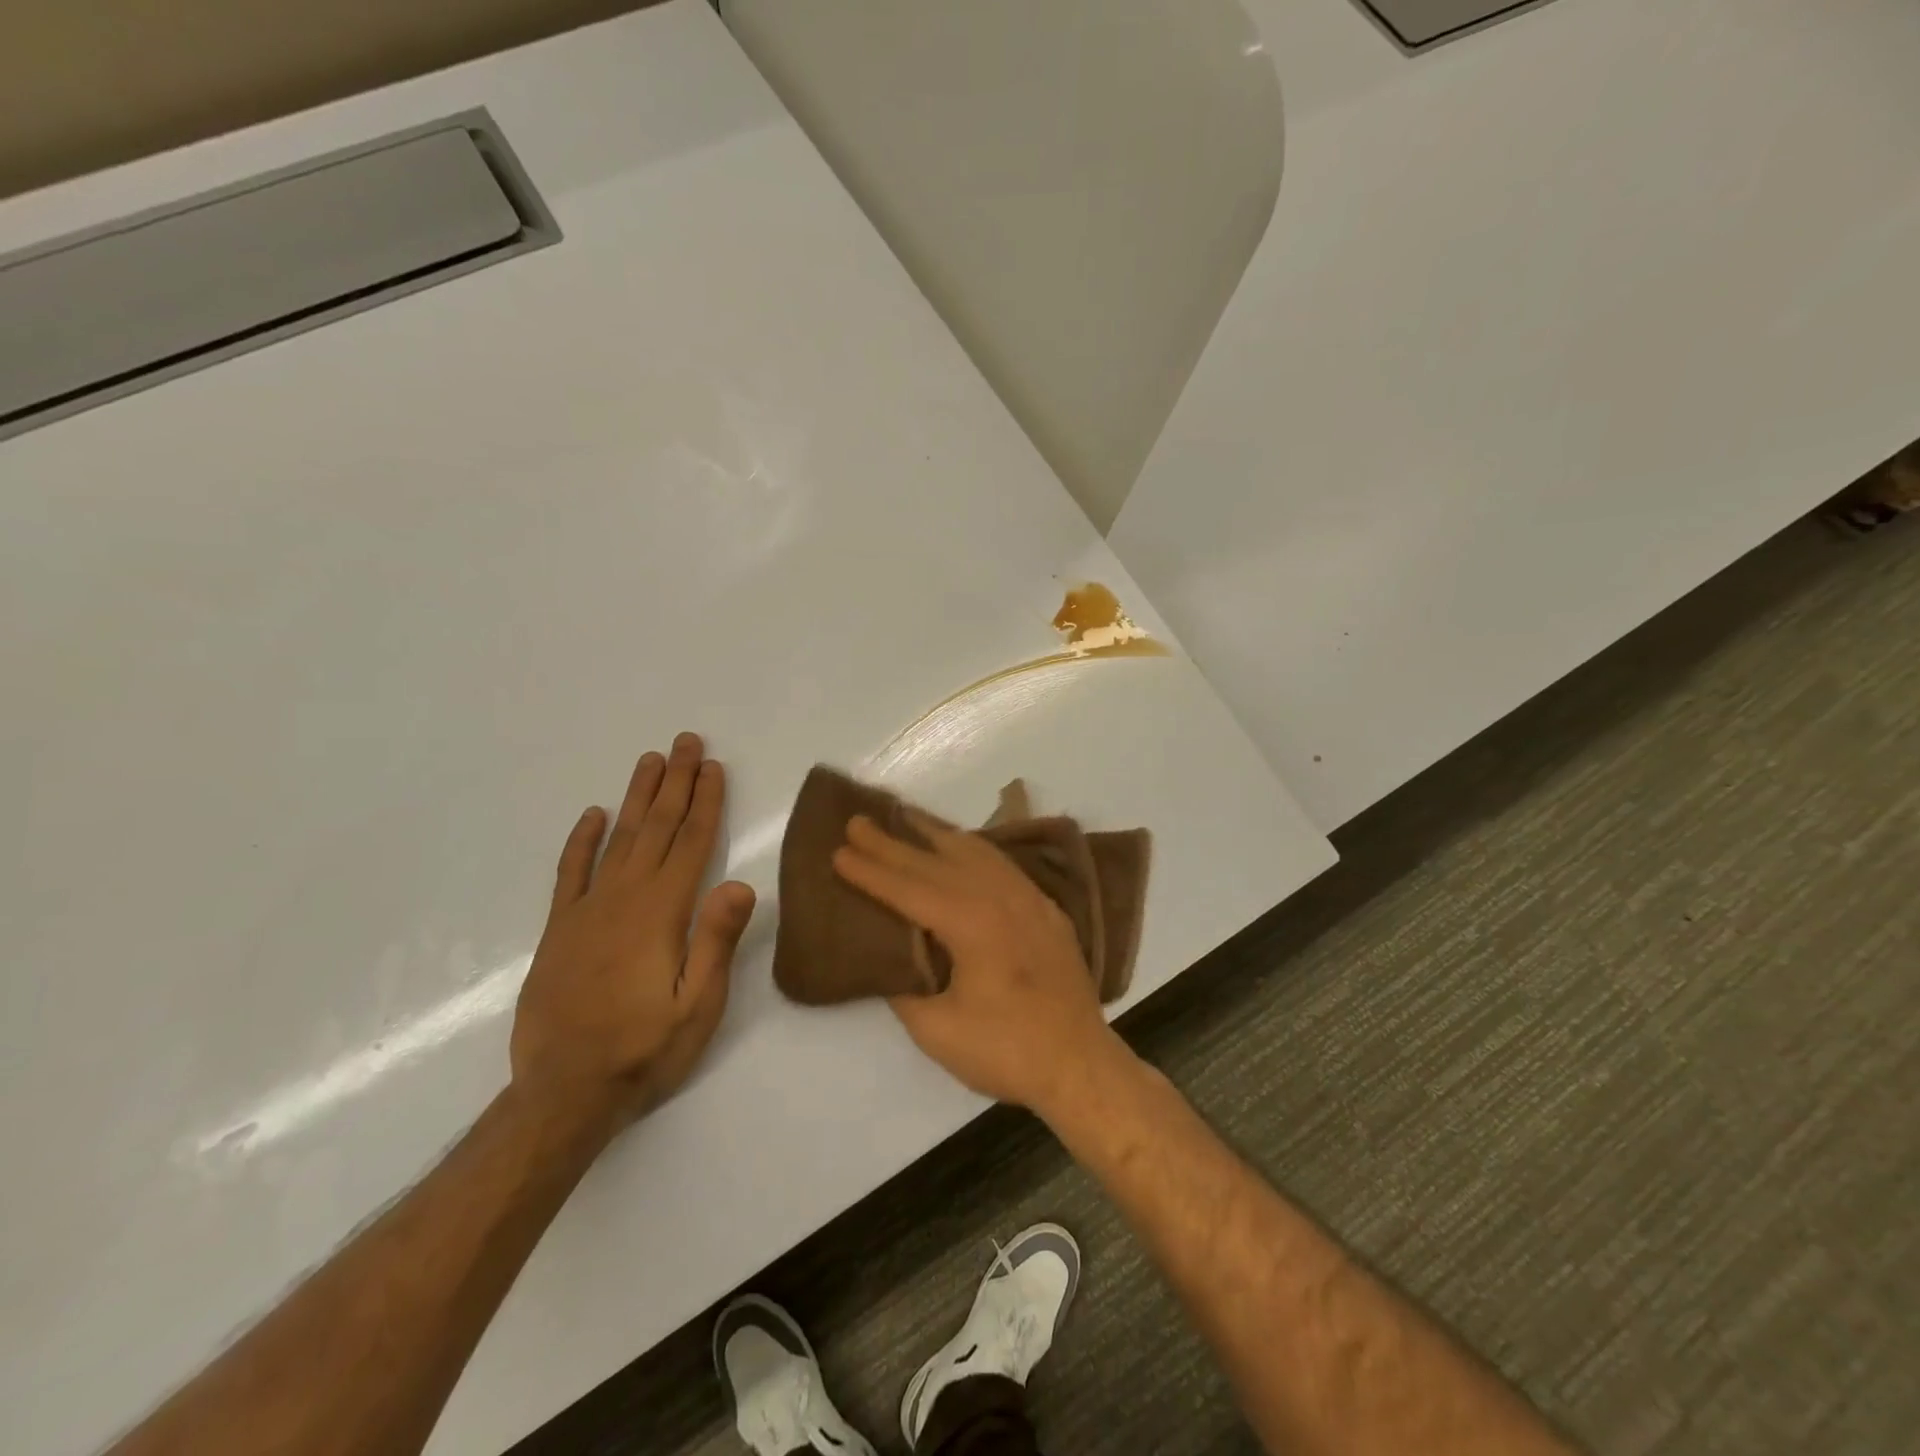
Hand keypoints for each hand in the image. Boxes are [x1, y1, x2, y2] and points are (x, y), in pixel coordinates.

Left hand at [511, 733, 755, 1133]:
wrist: (563, 1095)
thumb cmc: (644, 1051)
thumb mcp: (697, 1007)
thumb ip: (716, 942)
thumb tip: (740, 882)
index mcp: (662, 913)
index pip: (692, 843)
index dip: (706, 802)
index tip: (714, 766)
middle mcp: (623, 899)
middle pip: (656, 828)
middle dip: (675, 782)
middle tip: (686, 742)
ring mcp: (586, 911)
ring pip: (618, 839)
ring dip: (637, 797)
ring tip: (651, 761)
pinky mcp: (559, 929)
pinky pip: (570, 872)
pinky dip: (581, 840)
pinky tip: (593, 815)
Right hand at [832, 811, 1125, 1113]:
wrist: (1081, 1064)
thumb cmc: (1006, 1050)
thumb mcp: (937, 1030)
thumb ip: (905, 987)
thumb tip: (890, 959)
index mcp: (971, 922)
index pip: (909, 888)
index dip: (871, 871)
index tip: (838, 851)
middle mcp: (1000, 896)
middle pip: (936, 861)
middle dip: (892, 842)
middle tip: (857, 822)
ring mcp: (1028, 897)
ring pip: (973, 851)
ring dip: (934, 834)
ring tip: (904, 818)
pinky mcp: (1044, 908)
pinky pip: (1000, 864)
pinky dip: (972, 849)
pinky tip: (960, 847)